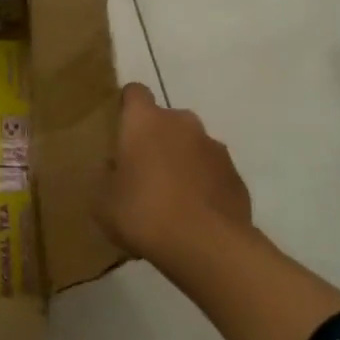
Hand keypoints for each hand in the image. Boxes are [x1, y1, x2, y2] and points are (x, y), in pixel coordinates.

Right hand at [98, 83, 252, 264]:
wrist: (208, 247)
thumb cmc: (145, 214)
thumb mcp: (103, 202)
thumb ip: (104, 177)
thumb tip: (112, 167)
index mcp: (145, 121)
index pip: (135, 93)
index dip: (126, 107)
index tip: (120, 130)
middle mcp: (182, 123)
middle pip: (165, 121)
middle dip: (155, 141)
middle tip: (142, 174)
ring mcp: (214, 147)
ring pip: (191, 146)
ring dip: (181, 162)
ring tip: (171, 200)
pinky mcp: (235, 175)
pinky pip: (212, 172)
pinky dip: (203, 185)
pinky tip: (195, 215)